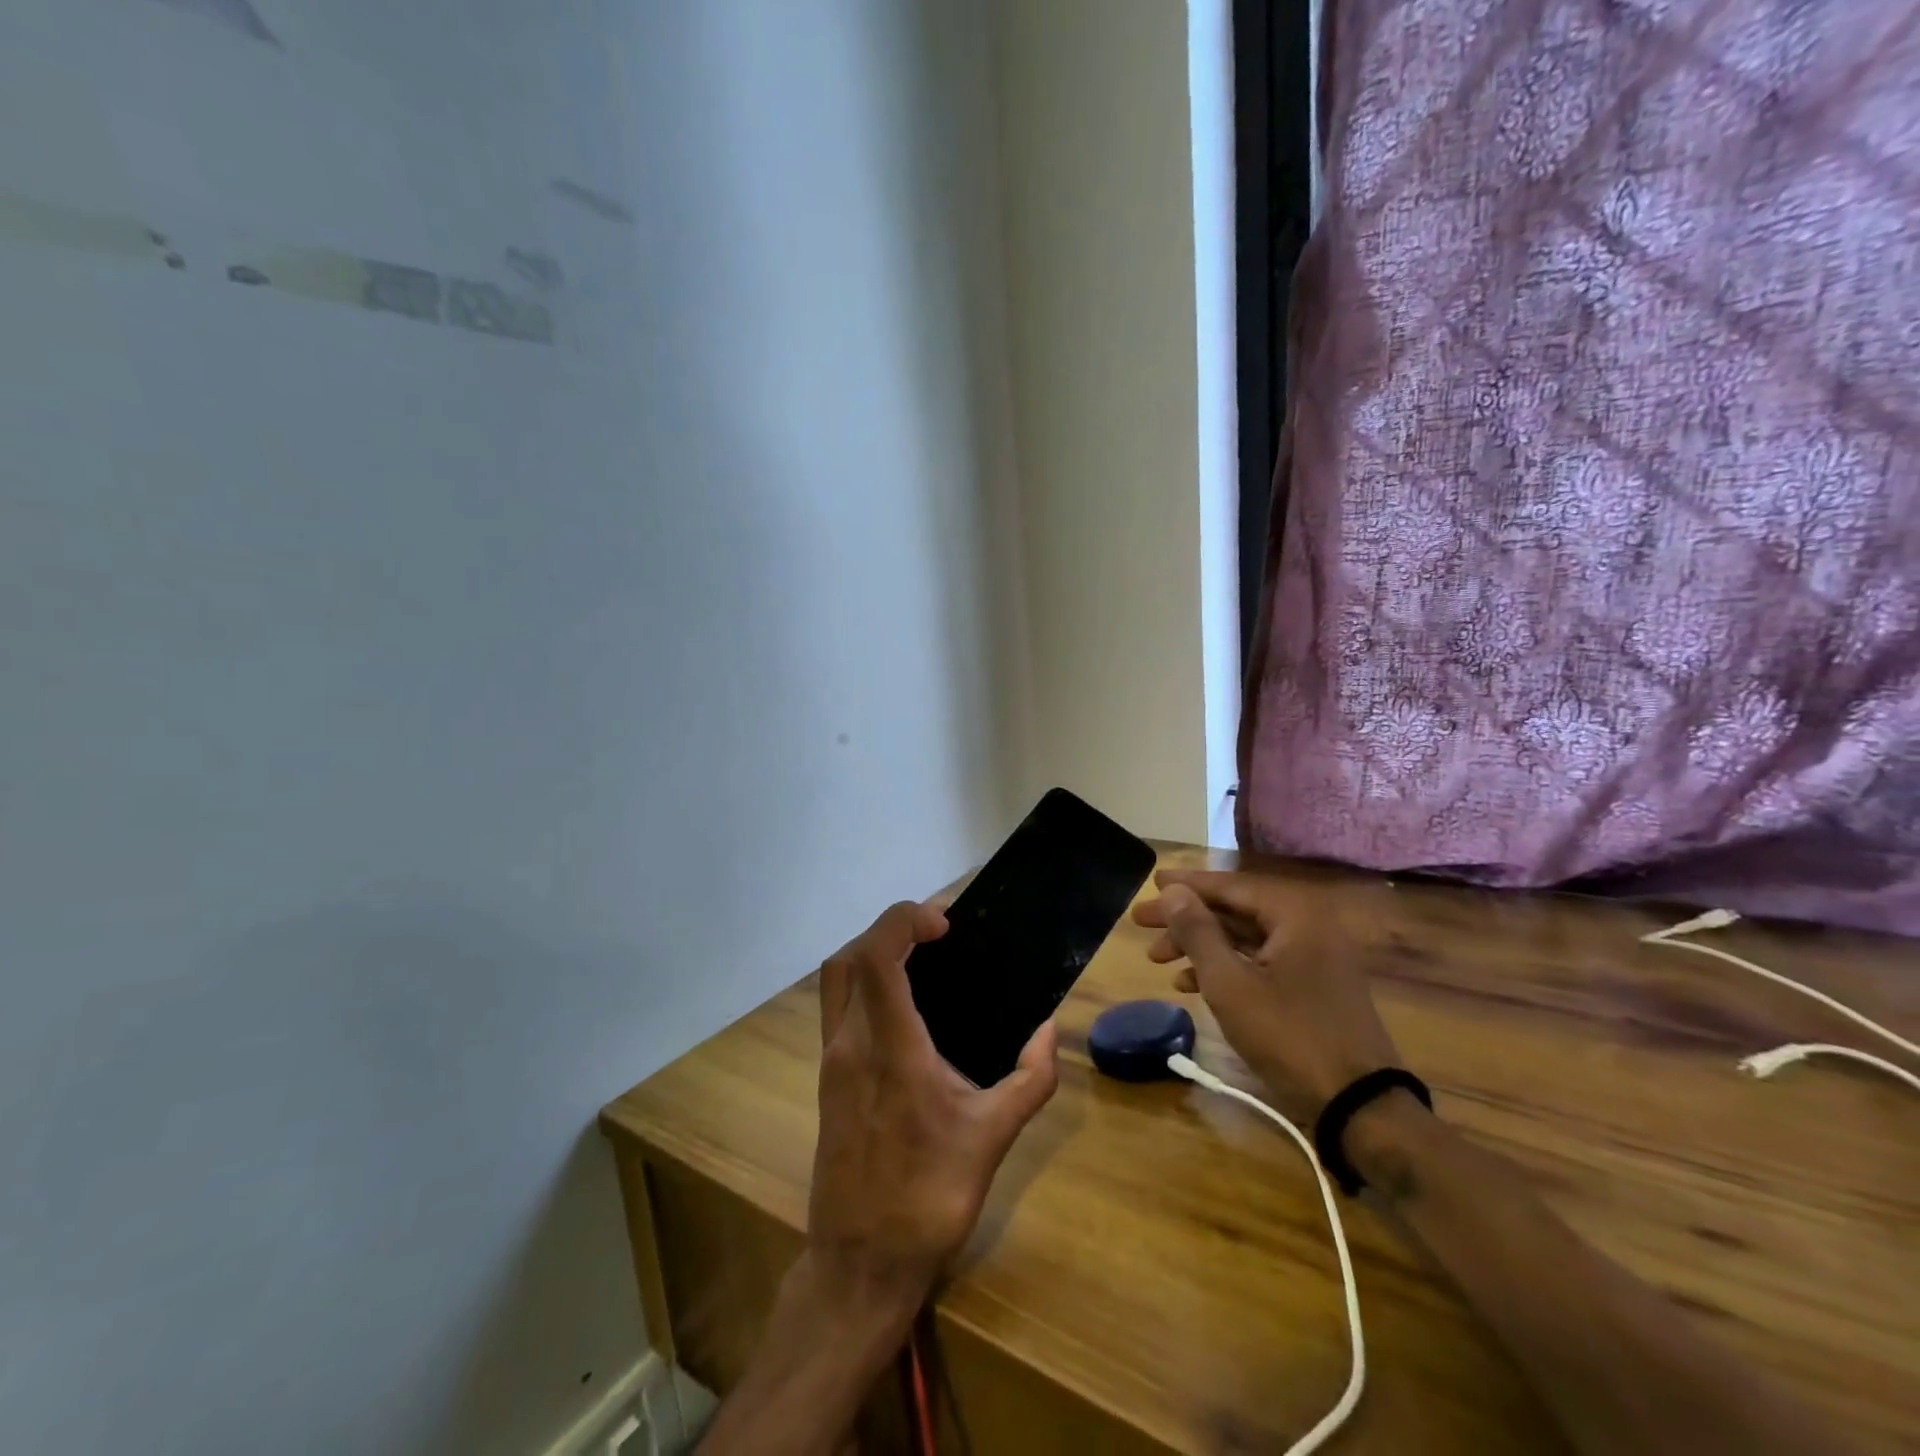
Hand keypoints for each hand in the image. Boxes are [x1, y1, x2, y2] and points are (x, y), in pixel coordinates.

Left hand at [809, 901, 1058, 1305]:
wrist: (859, 1264)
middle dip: (888, 929)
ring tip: (921, 962)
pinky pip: (838, 1008)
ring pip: (836, 980)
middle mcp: (850, 1044)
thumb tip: (1050, 1030)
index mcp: (889, 1049)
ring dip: (872, 954)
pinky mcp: (827, 1078)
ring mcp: (831, 1061)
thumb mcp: (992, 1138)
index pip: (876, 956)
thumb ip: (1030, 1079)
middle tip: (935, 936)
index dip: (903, 921)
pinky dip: (865, 985)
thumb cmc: (928, 1198)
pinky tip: (905, 1007)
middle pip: (849, 957)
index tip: (944, 925)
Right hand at [1131, 869, 1400, 1120]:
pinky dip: (1225, 967)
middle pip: (1234, 910)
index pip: (1229, 886)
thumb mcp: (1229, 983)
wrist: (1359, 1105)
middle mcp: (1307, 925)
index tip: (1150, 884)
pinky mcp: (1312, 985)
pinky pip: (1259, 961)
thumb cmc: (1289, 1035)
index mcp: (1293, 914)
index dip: (1185, 886)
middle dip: (1186, 919)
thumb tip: (1172, 891)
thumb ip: (1198, 932)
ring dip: (1200, 946)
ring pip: (1244, 938)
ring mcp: (1313, 956)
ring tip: (1158, 959)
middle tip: (1142, 923)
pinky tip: (1189, 985)